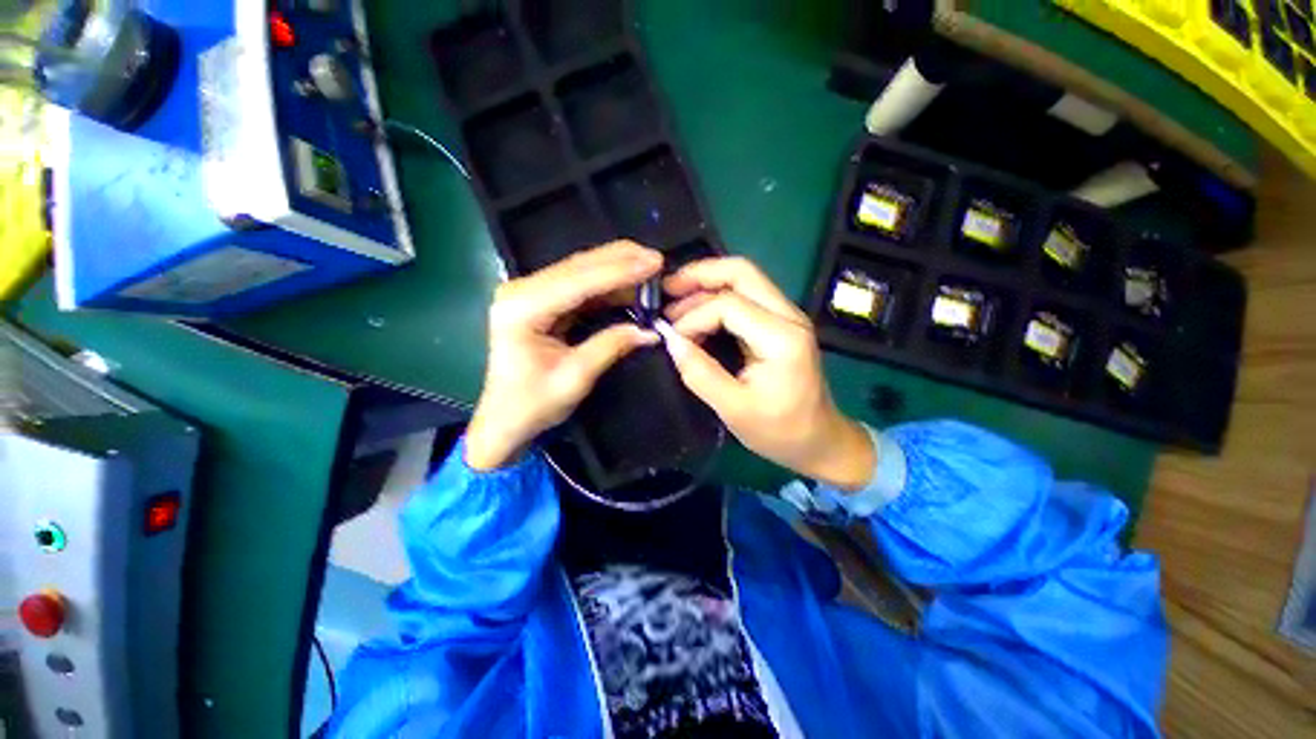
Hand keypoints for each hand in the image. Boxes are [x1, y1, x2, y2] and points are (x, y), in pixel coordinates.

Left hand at [466, 241, 661, 469]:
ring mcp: (531, 293)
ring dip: (616, 268)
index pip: (578, 281)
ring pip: (581, 271)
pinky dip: (607, 284)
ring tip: (649, 267)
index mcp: (523, 308)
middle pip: (578, 266)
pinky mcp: (542, 301)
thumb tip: (649, 330)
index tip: (654, 263)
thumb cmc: (532, 405)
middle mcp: (523, 290)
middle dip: (620, 260)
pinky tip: (630, 283)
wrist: (503, 419)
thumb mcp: (575, 378)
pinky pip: (580, 285)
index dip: (619, 271)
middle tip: (657, 259)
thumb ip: (611, 346)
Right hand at [660, 258, 874, 489]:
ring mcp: (787, 317)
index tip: (672, 338)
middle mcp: (789, 316)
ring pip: (744, 279)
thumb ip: (700, 373)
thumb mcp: (735, 409)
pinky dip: (717, 297)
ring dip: (707, 284)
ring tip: (675, 300)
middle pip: (742, 272)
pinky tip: (696, 309)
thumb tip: (671, 340)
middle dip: (700, 275)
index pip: (729, 305)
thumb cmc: (780, 431)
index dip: (694, 316)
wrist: (820, 440)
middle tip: (666, 289)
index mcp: (782, 338)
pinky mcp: (781, 324)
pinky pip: (746, 296)